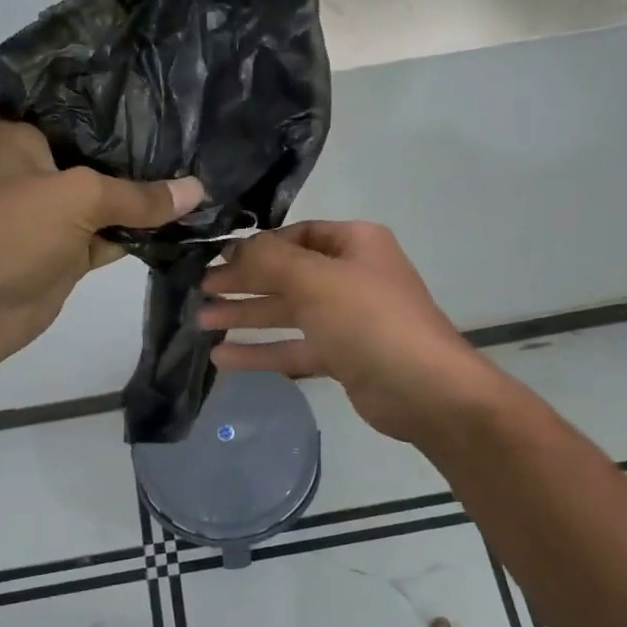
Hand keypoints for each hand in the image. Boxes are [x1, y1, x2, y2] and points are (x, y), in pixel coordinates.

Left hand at [0, 105, 203, 371]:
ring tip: (191, 168)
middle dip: (117, 143)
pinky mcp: (69, 257)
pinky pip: (111, 238)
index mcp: (19, 147)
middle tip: (171, 123)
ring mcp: (54, 220)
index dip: (31, 98)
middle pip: (79, 152)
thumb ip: (136, 195)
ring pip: (102, 199)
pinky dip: (139, 234)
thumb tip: (196, 190)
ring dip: (137, 193)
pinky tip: (179, 223)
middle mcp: (36, 177)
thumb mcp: (77, 198)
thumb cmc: (11, 234)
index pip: (10, 110)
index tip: (77, 91)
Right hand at [198, 221, 501, 442]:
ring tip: (201, 322)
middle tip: (200, 292)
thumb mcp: (315, 279)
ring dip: (246, 316)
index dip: (256, 246)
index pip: (297, 235)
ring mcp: (347, 318)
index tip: (217, 259)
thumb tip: (234, 248)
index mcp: (354, 244)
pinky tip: (224, 358)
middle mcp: (351, 276)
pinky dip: (262, 351)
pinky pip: (294, 347)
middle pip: (287, 274)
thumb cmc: (370, 320)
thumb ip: (269, 259)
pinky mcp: (342, 356)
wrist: (425, 390)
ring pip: (287, 312)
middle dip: (243, 283)